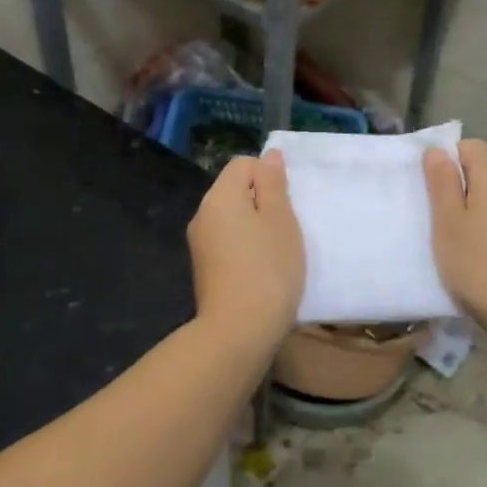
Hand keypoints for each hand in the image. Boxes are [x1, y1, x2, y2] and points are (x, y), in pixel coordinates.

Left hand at [187, 151, 305, 345]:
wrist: (238, 330)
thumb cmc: (268, 268)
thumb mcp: (280, 220)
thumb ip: (273, 184)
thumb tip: (268, 156)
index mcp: (219, 196)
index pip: (243, 165)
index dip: (268, 176)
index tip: (286, 205)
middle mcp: (202, 214)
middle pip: (235, 191)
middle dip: (263, 203)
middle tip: (287, 229)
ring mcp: (199, 243)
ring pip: (232, 219)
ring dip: (255, 228)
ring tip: (277, 252)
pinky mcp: (204, 268)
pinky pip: (227, 243)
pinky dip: (245, 249)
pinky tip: (262, 270)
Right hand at [423, 140, 486, 329]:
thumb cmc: (479, 264)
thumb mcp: (448, 223)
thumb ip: (441, 184)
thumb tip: (437, 151)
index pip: (471, 147)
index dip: (448, 159)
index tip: (429, 187)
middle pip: (482, 173)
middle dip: (456, 189)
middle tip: (433, 218)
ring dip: (470, 213)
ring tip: (451, 242)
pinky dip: (485, 231)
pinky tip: (474, 258)